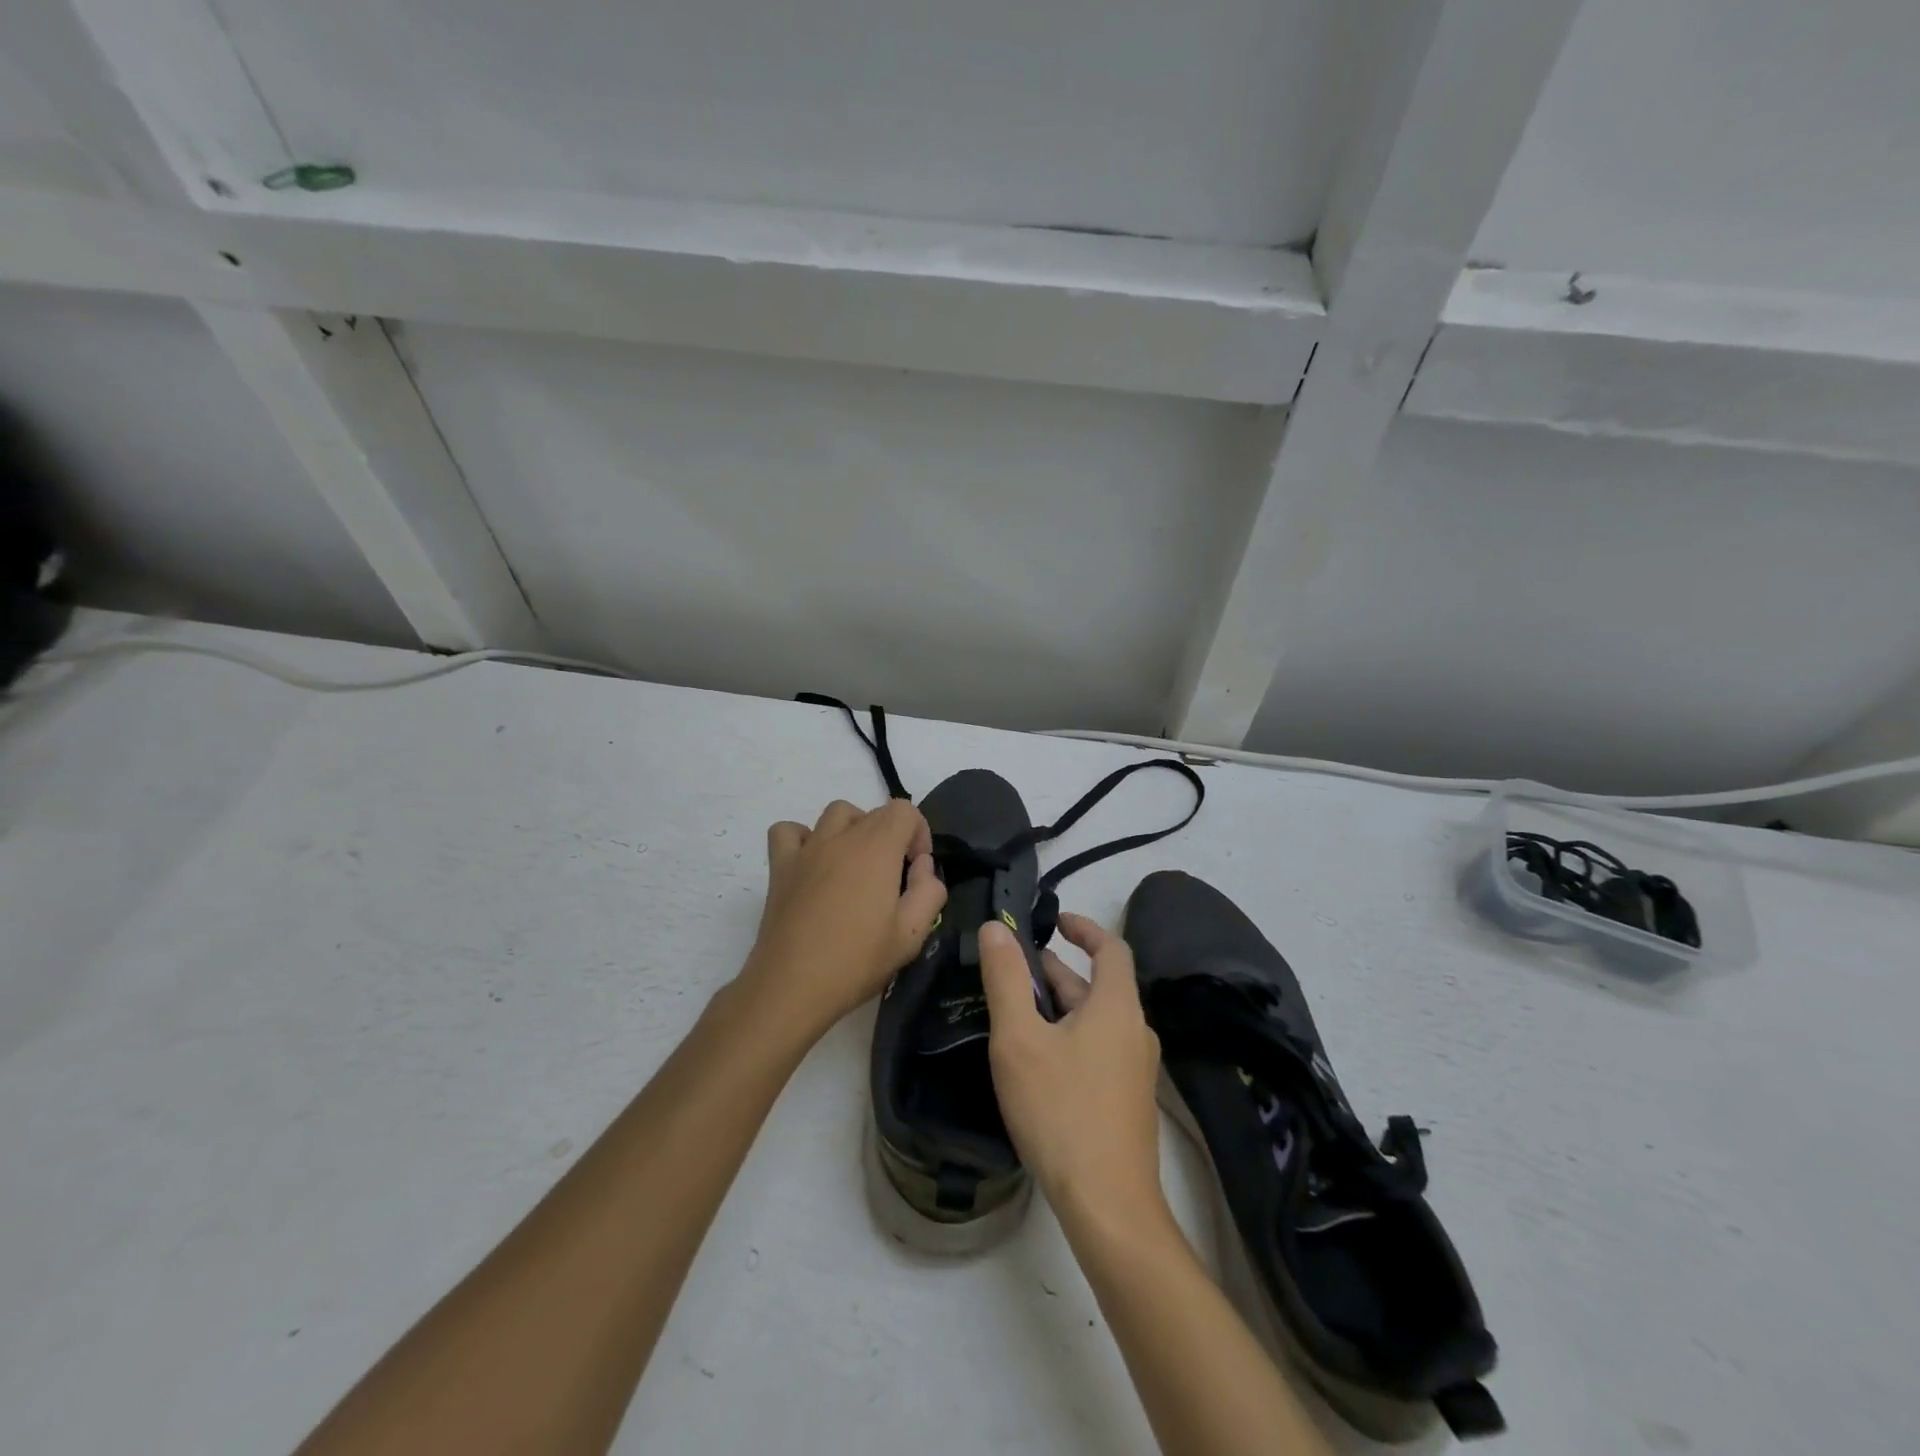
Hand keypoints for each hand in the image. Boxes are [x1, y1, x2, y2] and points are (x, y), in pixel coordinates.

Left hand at [737, 799, 946, 1038]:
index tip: (916, 869)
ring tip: (857, 866)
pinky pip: (789, 832)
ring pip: (835, 814)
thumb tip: (922, 866)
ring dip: (854, 829)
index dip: (919, 834)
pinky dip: (804, 838)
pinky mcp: (780, 867)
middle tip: (892, 878)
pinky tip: (814, 865)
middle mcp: (841, 838)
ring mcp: (806, 849)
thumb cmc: (856, 961)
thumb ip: (929, 892)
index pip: (904, 810)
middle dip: (892, 836)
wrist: (792, 986)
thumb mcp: (911, 935)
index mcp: (876, 848)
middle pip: (873, 812)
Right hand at [979, 913, 1168, 1230]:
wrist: (1109, 1206)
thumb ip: (1006, 980)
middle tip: (1016, 968)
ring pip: (1097, 1020)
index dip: (1084, 927)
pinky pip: (1099, 1048)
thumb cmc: (1061, 1111)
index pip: (1111, 948)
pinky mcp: (1128, 1101)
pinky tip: (1038, 1060)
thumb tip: (995, 928)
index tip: (1055, 920)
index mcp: (1117, 1007)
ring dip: (1062, 1005)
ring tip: (1019, 1009)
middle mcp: (1135, 1031)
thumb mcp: (1020, 1040)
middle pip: (1100, 986)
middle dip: (1059, 971)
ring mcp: (1136, 1070)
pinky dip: (1071, 1034)